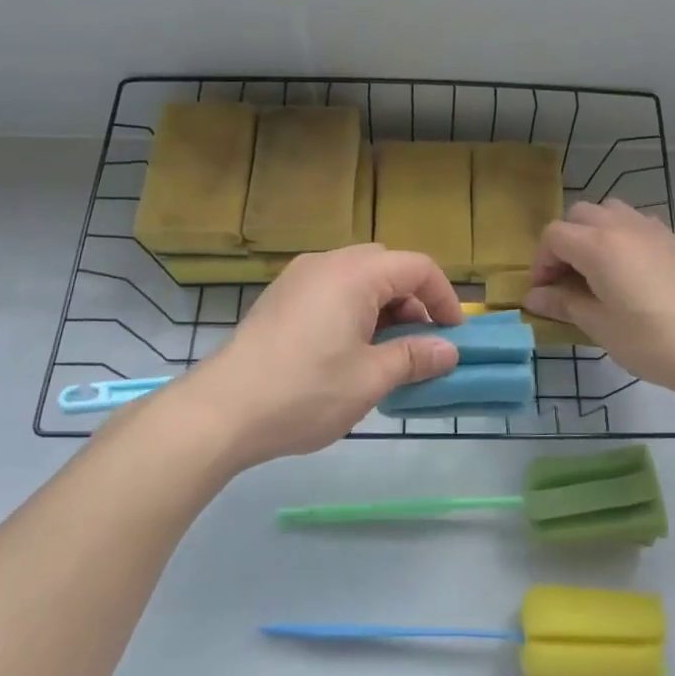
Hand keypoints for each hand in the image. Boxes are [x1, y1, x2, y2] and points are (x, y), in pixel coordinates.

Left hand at [157, 245, 462, 468]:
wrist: (221, 411)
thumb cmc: (305, 391)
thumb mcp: (370, 378)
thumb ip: (415, 357)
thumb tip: (449, 351)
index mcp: (354, 273)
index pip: (417, 266)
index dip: (444, 297)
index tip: (454, 336)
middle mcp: (326, 263)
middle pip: (387, 267)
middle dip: (413, 301)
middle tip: (421, 344)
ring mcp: (297, 279)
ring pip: (357, 279)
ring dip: (383, 308)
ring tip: (386, 353)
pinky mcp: (279, 299)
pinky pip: (331, 291)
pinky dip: (353, 311)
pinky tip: (348, 353)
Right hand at [525, 200, 674, 395]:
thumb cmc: (648, 340)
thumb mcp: (598, 325)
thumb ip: (563, 303)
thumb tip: (533, 297)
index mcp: (598, 246)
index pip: (554, 236)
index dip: (542, 262)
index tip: (544, 292)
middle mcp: (622, 227)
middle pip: (579, 215)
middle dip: (565, 242)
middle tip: (566, 279)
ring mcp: (650, 229)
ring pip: (609, 211)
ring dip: (593, 232)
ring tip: (596, 269)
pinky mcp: (671, 240)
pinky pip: (635, 222)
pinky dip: (620, 235)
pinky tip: (626, 269)